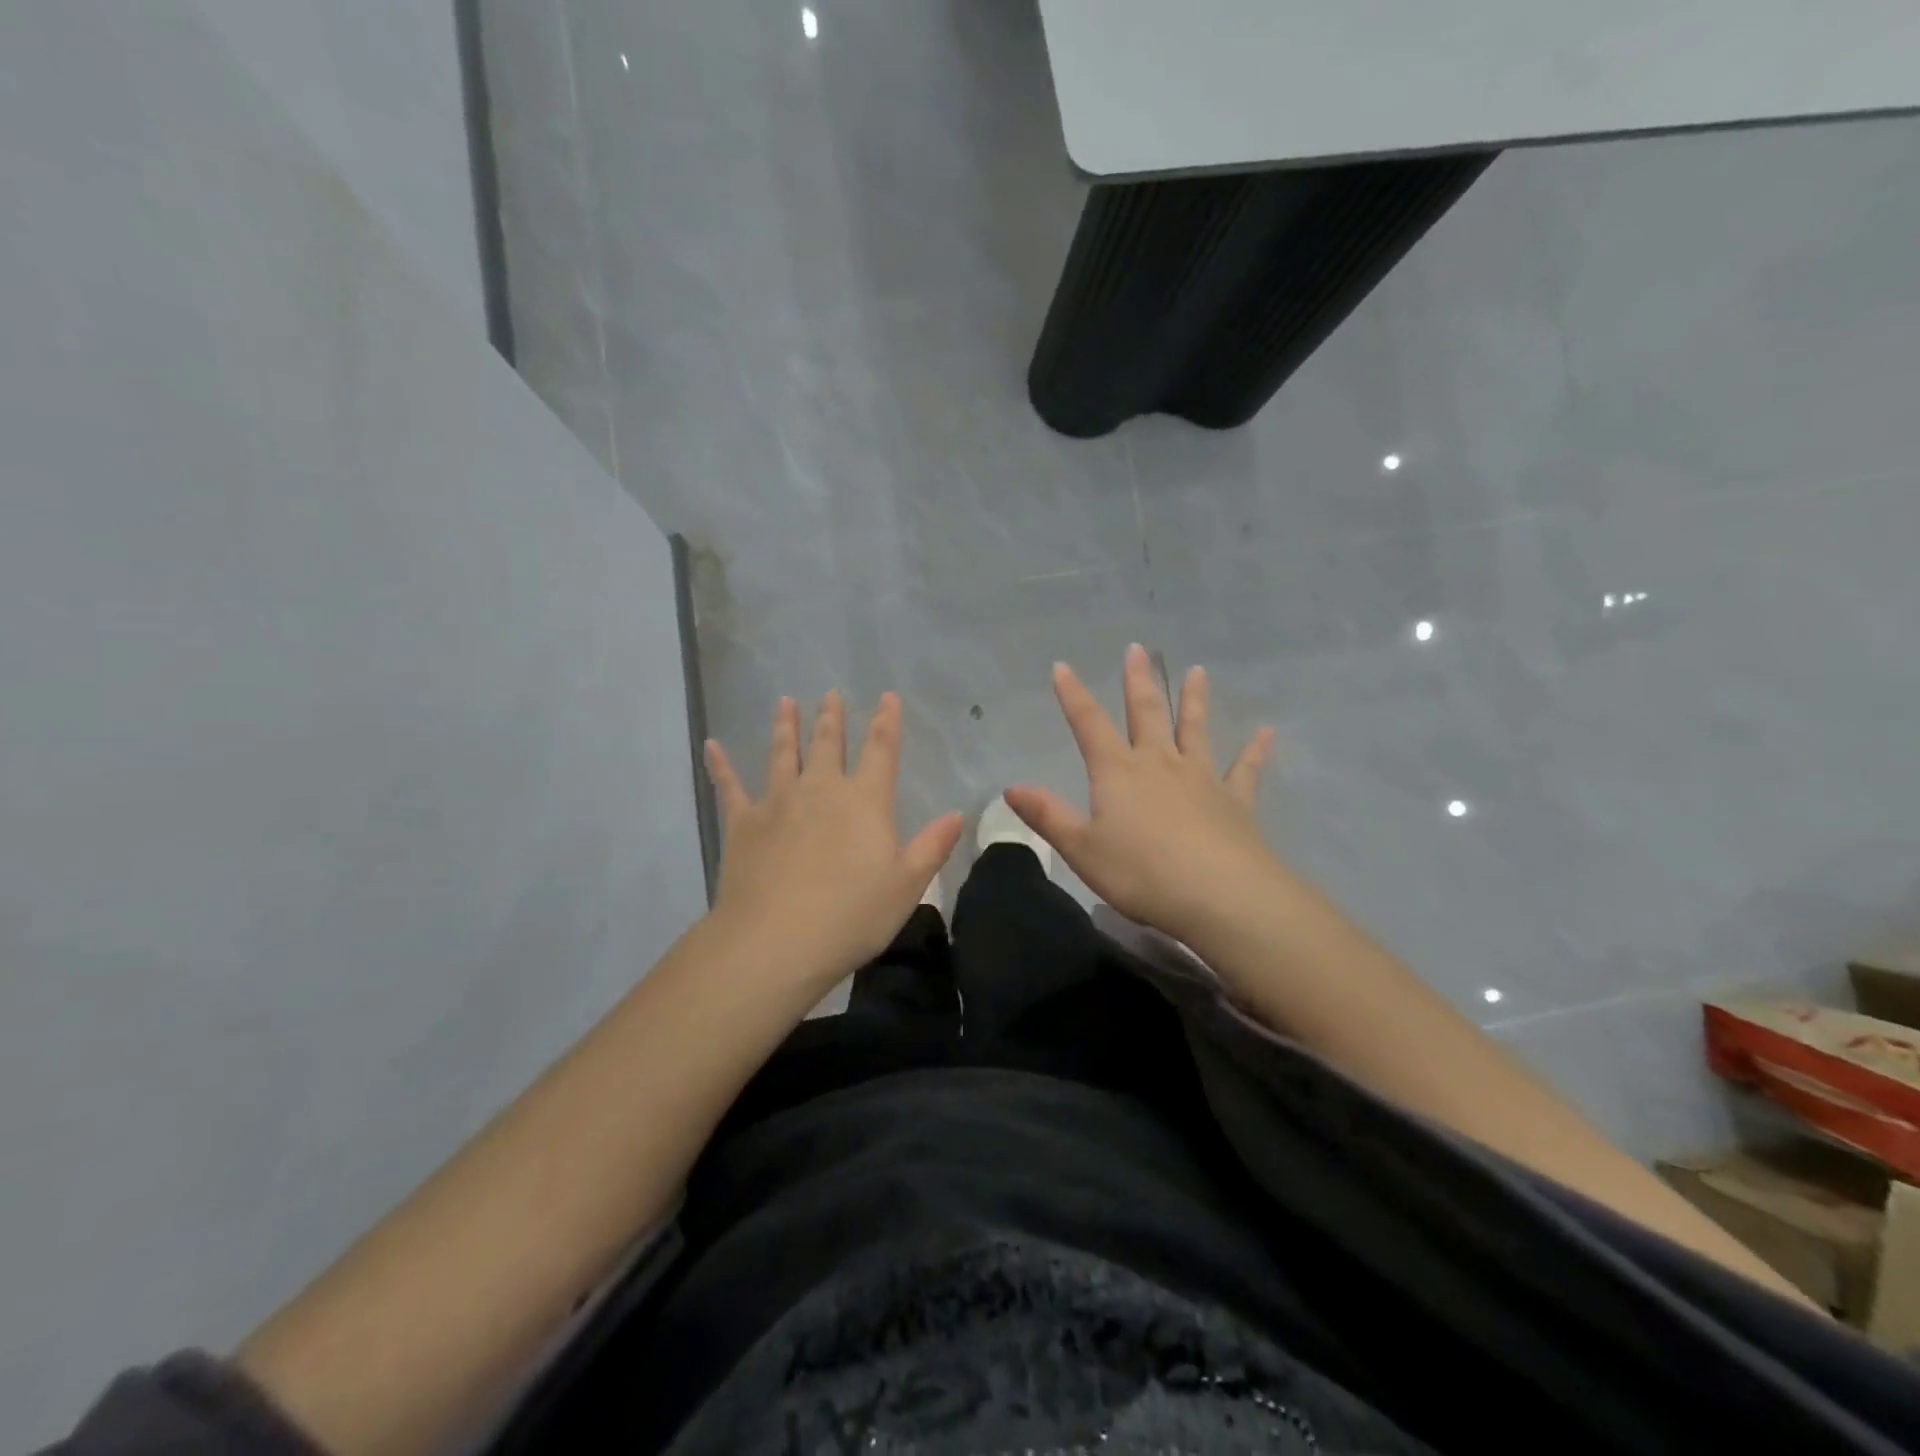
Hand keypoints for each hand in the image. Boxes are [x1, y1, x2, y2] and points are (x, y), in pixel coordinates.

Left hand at [704, 690, 963, 990]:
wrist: (776, 941)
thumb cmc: (851, 916)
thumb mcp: (906, 886)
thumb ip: (932, 846)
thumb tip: (956, 814)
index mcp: (864, 802)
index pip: (880, 751)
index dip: (886, 722)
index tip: (886, 697)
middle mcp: (821, 790)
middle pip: (828, 744)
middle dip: (832, 718)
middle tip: (830, 694)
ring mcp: (778, 802)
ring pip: (783, 754)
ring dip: (785, 727)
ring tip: (785, 703)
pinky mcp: (742, 823)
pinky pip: (729, 786)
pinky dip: (720, 765)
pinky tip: (711, 746)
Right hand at [1005, 645, 1277, 938]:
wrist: (1220, 895)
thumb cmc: (1141, 872)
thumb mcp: (1081, 848)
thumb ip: (1048, 815)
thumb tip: (1011, 787)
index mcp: (1118, 771)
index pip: (1089, 724)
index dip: (1073, 695)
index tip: (1062, 666)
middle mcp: (1159, 763)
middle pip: (1146, 713)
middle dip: (1138, 681)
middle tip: (1137, 649)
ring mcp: (1200, 778)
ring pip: (1194, 730)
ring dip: (1193, 700)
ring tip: (1197, 672)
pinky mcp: (1234, 801)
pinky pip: (1244, 769)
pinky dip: (1254, 751)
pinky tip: (1266, 733)